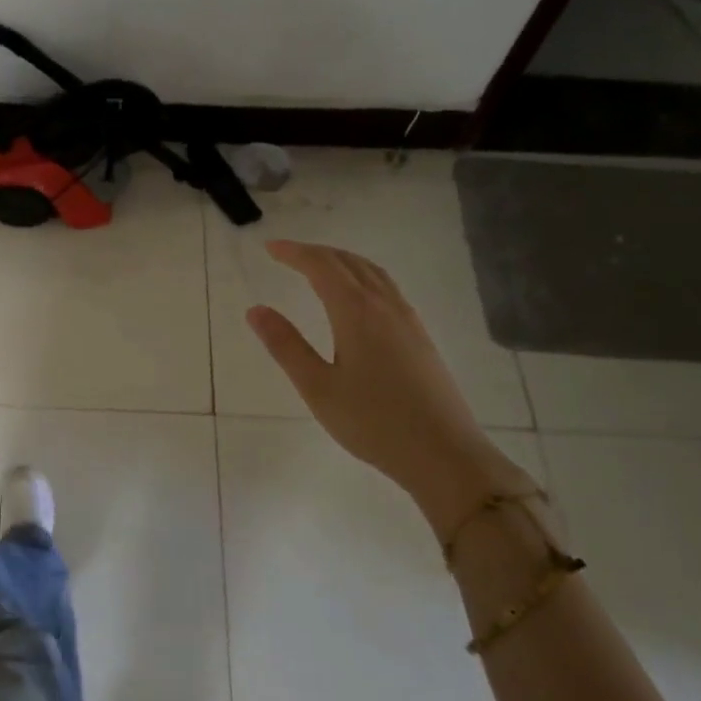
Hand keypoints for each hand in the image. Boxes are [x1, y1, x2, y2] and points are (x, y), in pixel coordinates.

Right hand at [246, 240, 531, 534]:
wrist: (444, 453)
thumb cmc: (373, 422)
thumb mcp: (318, 387)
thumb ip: (285, 346)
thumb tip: (256, 310)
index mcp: (357, 313)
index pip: (322, 267)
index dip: (294, 253)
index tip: (269, 248)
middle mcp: (385, 306)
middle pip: (349, 263)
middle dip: (316, 252)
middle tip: (287, 253)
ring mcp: (408, 320)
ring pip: (373, 273)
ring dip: (342, 261)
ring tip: (319, 266)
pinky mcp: (420, 337)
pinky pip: (388, 288)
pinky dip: (363, 276)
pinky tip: (358, 297)